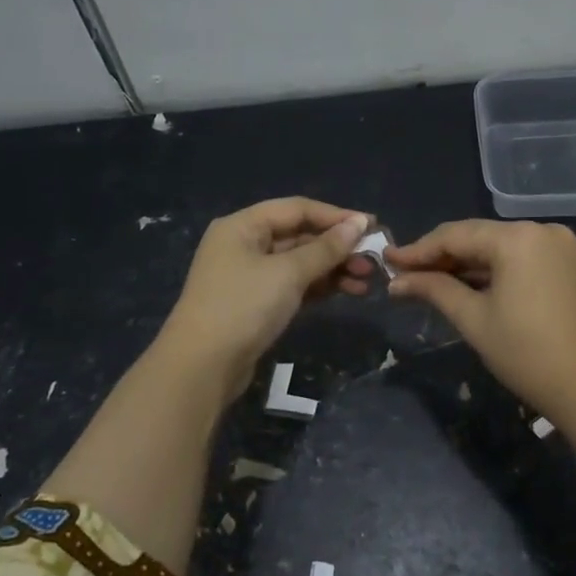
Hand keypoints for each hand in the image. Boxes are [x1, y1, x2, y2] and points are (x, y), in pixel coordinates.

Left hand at [157, 198, 372, 400]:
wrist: (202, 366)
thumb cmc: (243, 307)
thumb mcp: (288, 273)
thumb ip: (325, 248)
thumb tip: (359, 222)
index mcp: (242, 226)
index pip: (297, 209)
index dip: (335, 216)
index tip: (372, 226)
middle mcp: (244, 245)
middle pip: (299, 235)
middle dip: (337, 247)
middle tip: (372, 260)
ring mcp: (249, 276)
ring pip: (299, 263)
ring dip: (333, 269)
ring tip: (366, 281)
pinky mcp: (256, 304)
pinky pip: (294, 285)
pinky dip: (319, 287)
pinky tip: (347, 292)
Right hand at [387, 220, 575, 422]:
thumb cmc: (526, 354)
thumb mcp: (473, 319)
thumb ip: (434, 290)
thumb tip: (396, 282)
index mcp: (518, 238)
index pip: (456, 235)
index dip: (418, 250)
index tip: (388, 261)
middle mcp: (540, 230)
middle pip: (477, 237)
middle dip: (439, 256)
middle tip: (402, 273)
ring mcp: (558, 245)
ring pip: (497, 247)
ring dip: (463, 264)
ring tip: (425, 281)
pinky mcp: (566, 263)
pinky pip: (517, 258)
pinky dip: (490, 271)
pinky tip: (463, 284)